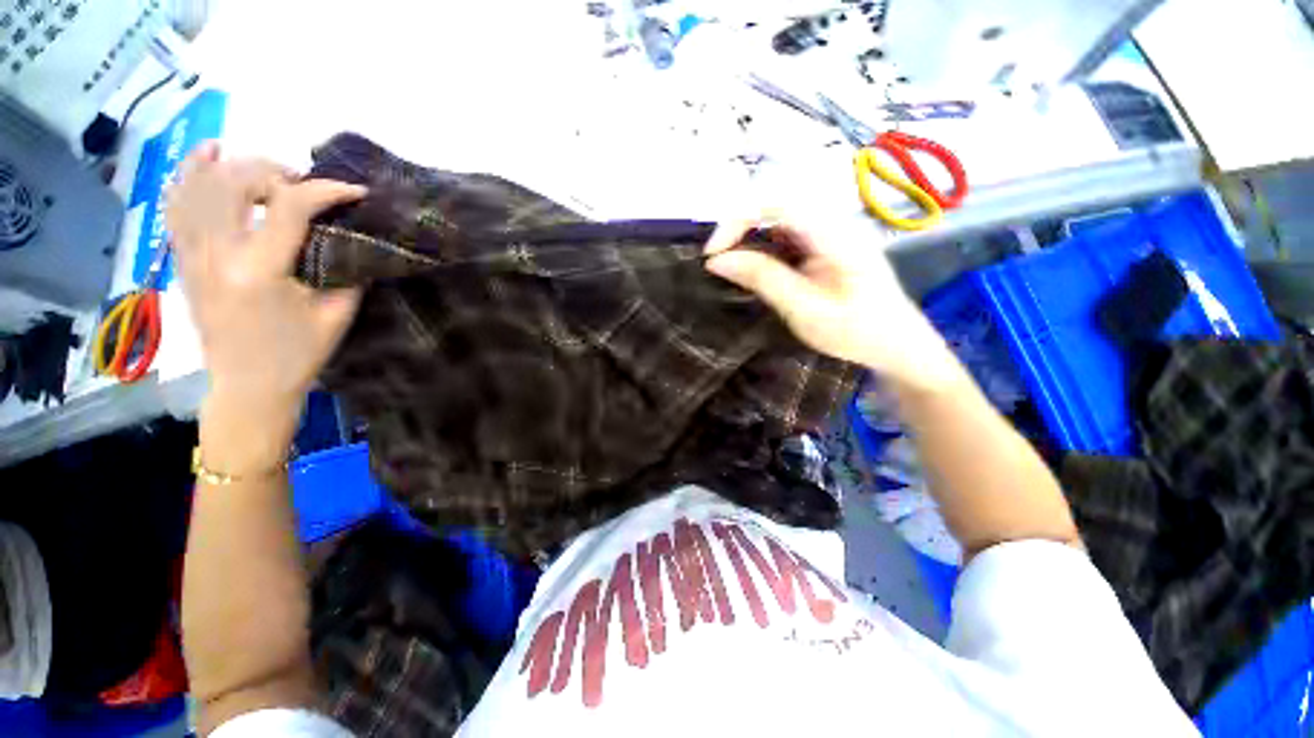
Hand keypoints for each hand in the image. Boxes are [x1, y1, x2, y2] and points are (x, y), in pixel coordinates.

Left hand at [166, 143, 365, 465]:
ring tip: (265, 169)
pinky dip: (189, 174)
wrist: (247, 386)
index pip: (290, 206)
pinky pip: (176, 203)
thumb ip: (346, 271)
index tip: (355, 191)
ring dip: (235, 166)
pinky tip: (207, 155)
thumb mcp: (336, 315)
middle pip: (236, 181)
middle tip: (305, 187)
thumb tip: (354, 238)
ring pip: (199, 184)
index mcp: (259, 270)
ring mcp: (192, 253)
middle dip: (277, 172)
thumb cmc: (298, 355)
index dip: (326, 190)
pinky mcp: (182, 259)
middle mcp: (217, 253)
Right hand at [704, 213, 953, 387]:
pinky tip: (755, 268)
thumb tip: (717, 260)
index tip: (713, 254)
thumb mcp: (806, 311)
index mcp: (835, 234)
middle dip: (738, 226)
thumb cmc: (856, 333)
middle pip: (774, 202)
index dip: (737, 219)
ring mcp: (830, 230)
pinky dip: (761, 246)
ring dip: (748, 235)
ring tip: (730, 265)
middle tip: (718, 260)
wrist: (897, 344)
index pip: (777, 201)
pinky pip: (785, 232)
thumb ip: (763, 280)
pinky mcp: (825, 242)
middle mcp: (833, 222)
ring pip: (777, 216)